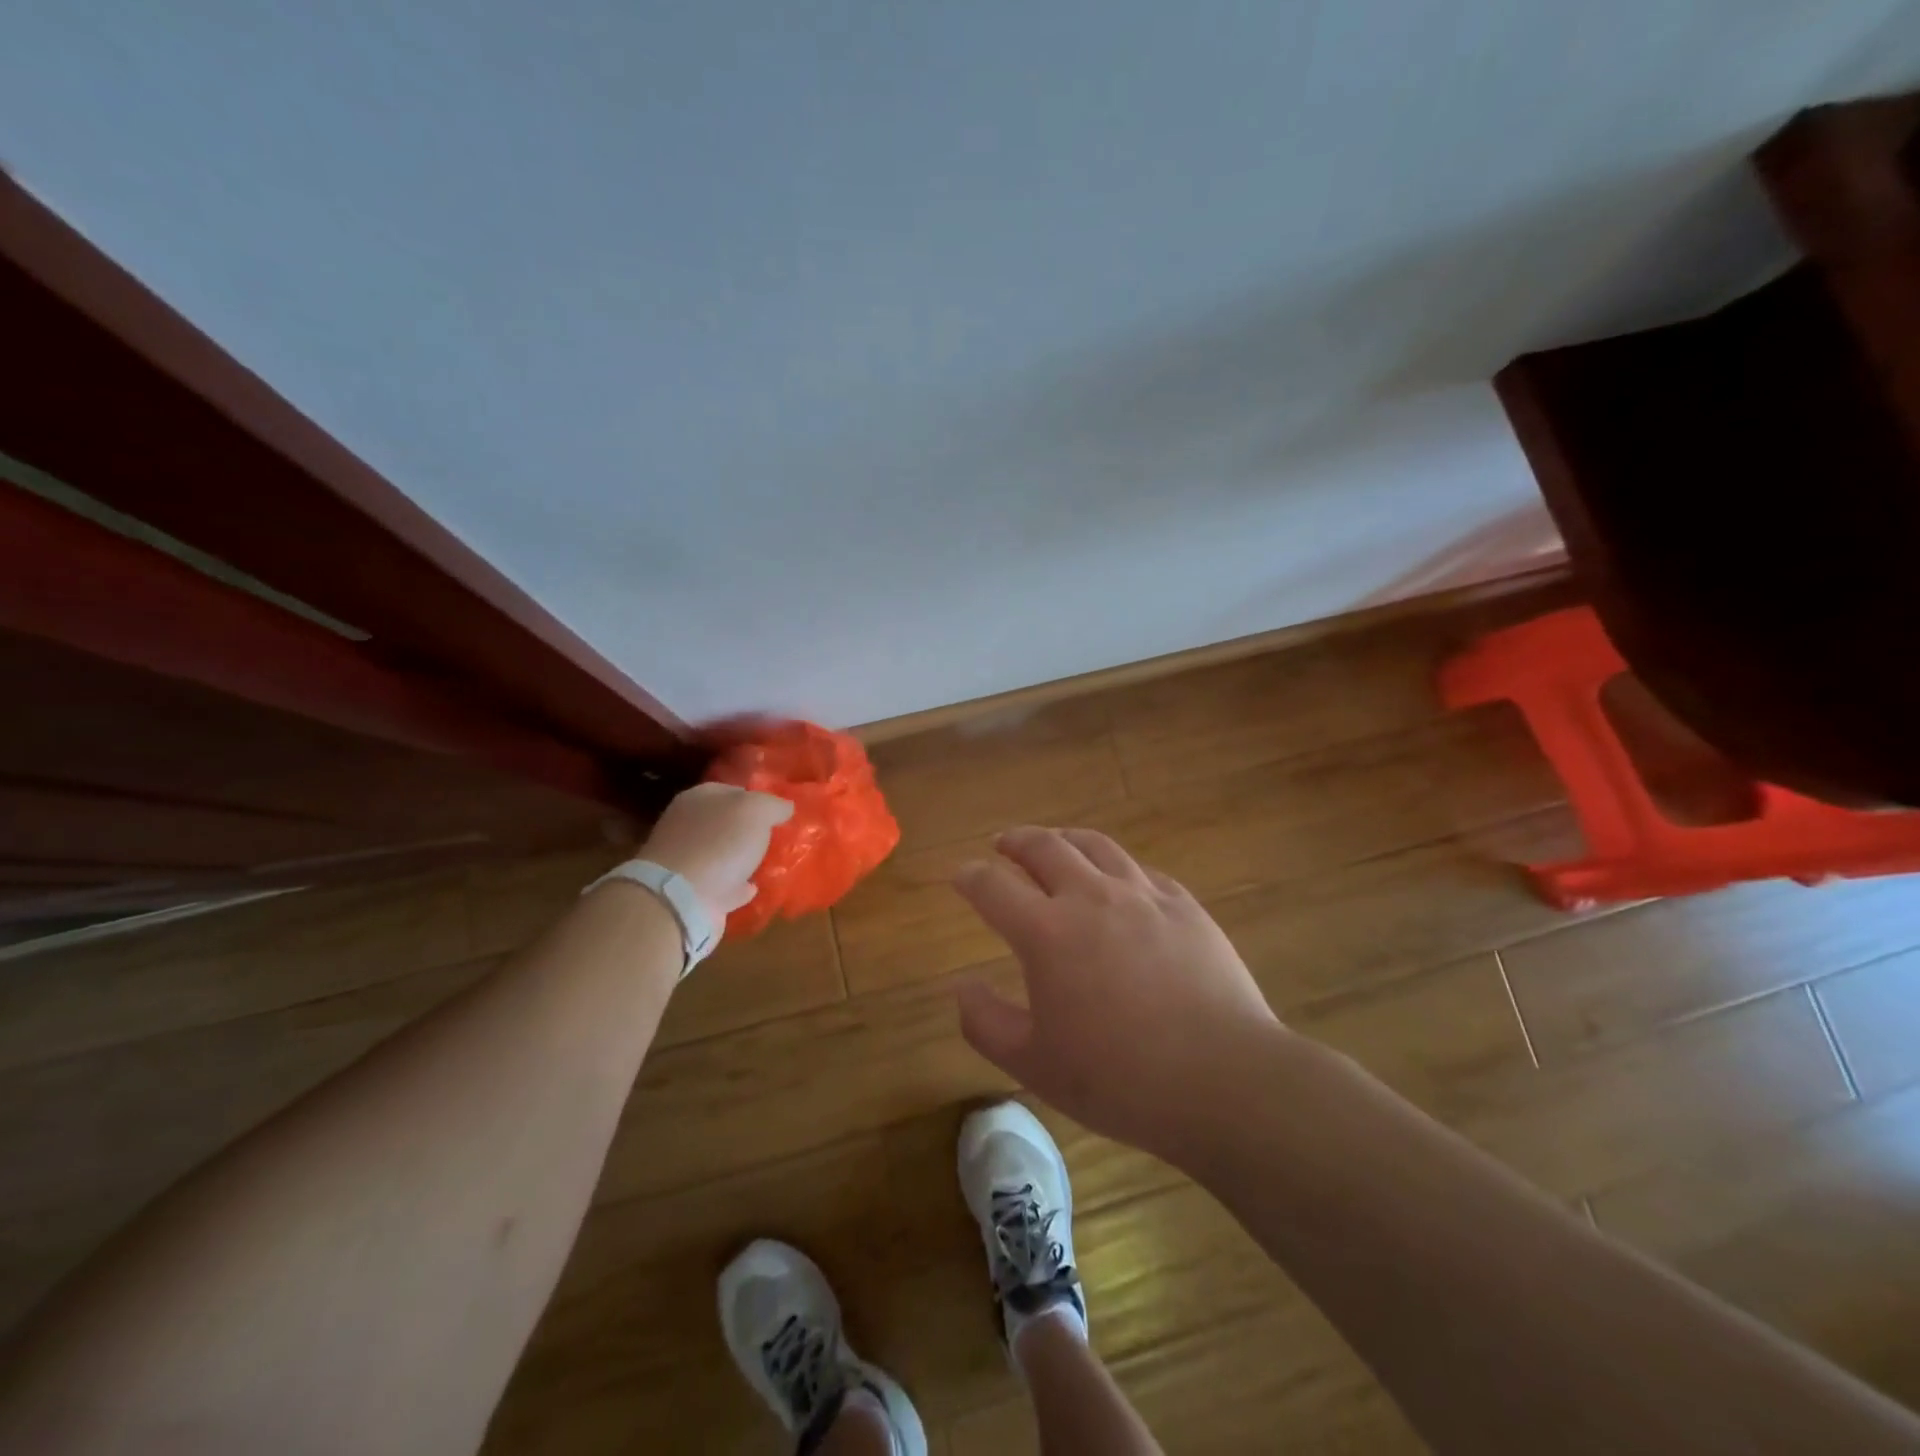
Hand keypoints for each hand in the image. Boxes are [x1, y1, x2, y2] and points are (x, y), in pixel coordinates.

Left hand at [638, 783, 793, 915]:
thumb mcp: (756, 810)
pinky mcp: (692, 893)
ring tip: (772, 861)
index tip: (780, 811)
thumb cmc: (719, 843)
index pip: (732, 790)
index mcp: (699, 798)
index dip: (757, 798)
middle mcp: (689, 825)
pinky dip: (738, 885)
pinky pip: (723, 884)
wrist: (681, 899)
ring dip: (745, 857)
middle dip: (751, 829)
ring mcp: (688, 860)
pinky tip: (755, 887)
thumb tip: (785, 807)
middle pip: (727, 822)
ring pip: (724, 853)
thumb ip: (773, 804)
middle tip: (779, 836)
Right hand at [953, 826, 1280, 1159]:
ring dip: (1065, 839)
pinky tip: (1119, 880)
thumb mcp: (1034, 1065)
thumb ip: (985, 1023)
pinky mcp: (1184, 905)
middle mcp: (1091, 897)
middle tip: (1003, 844)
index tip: (961, 876)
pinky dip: (1116, 866)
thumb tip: (960, 986)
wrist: (1224, 1079)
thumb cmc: (1120, 1078)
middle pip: (1044, 847)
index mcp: (1047, 932)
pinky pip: (1141, 870)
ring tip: (1056, 844)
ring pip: (1095, 846)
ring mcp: (1143, 895)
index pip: (993, 886)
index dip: (970, 877)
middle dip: (1016, 841)